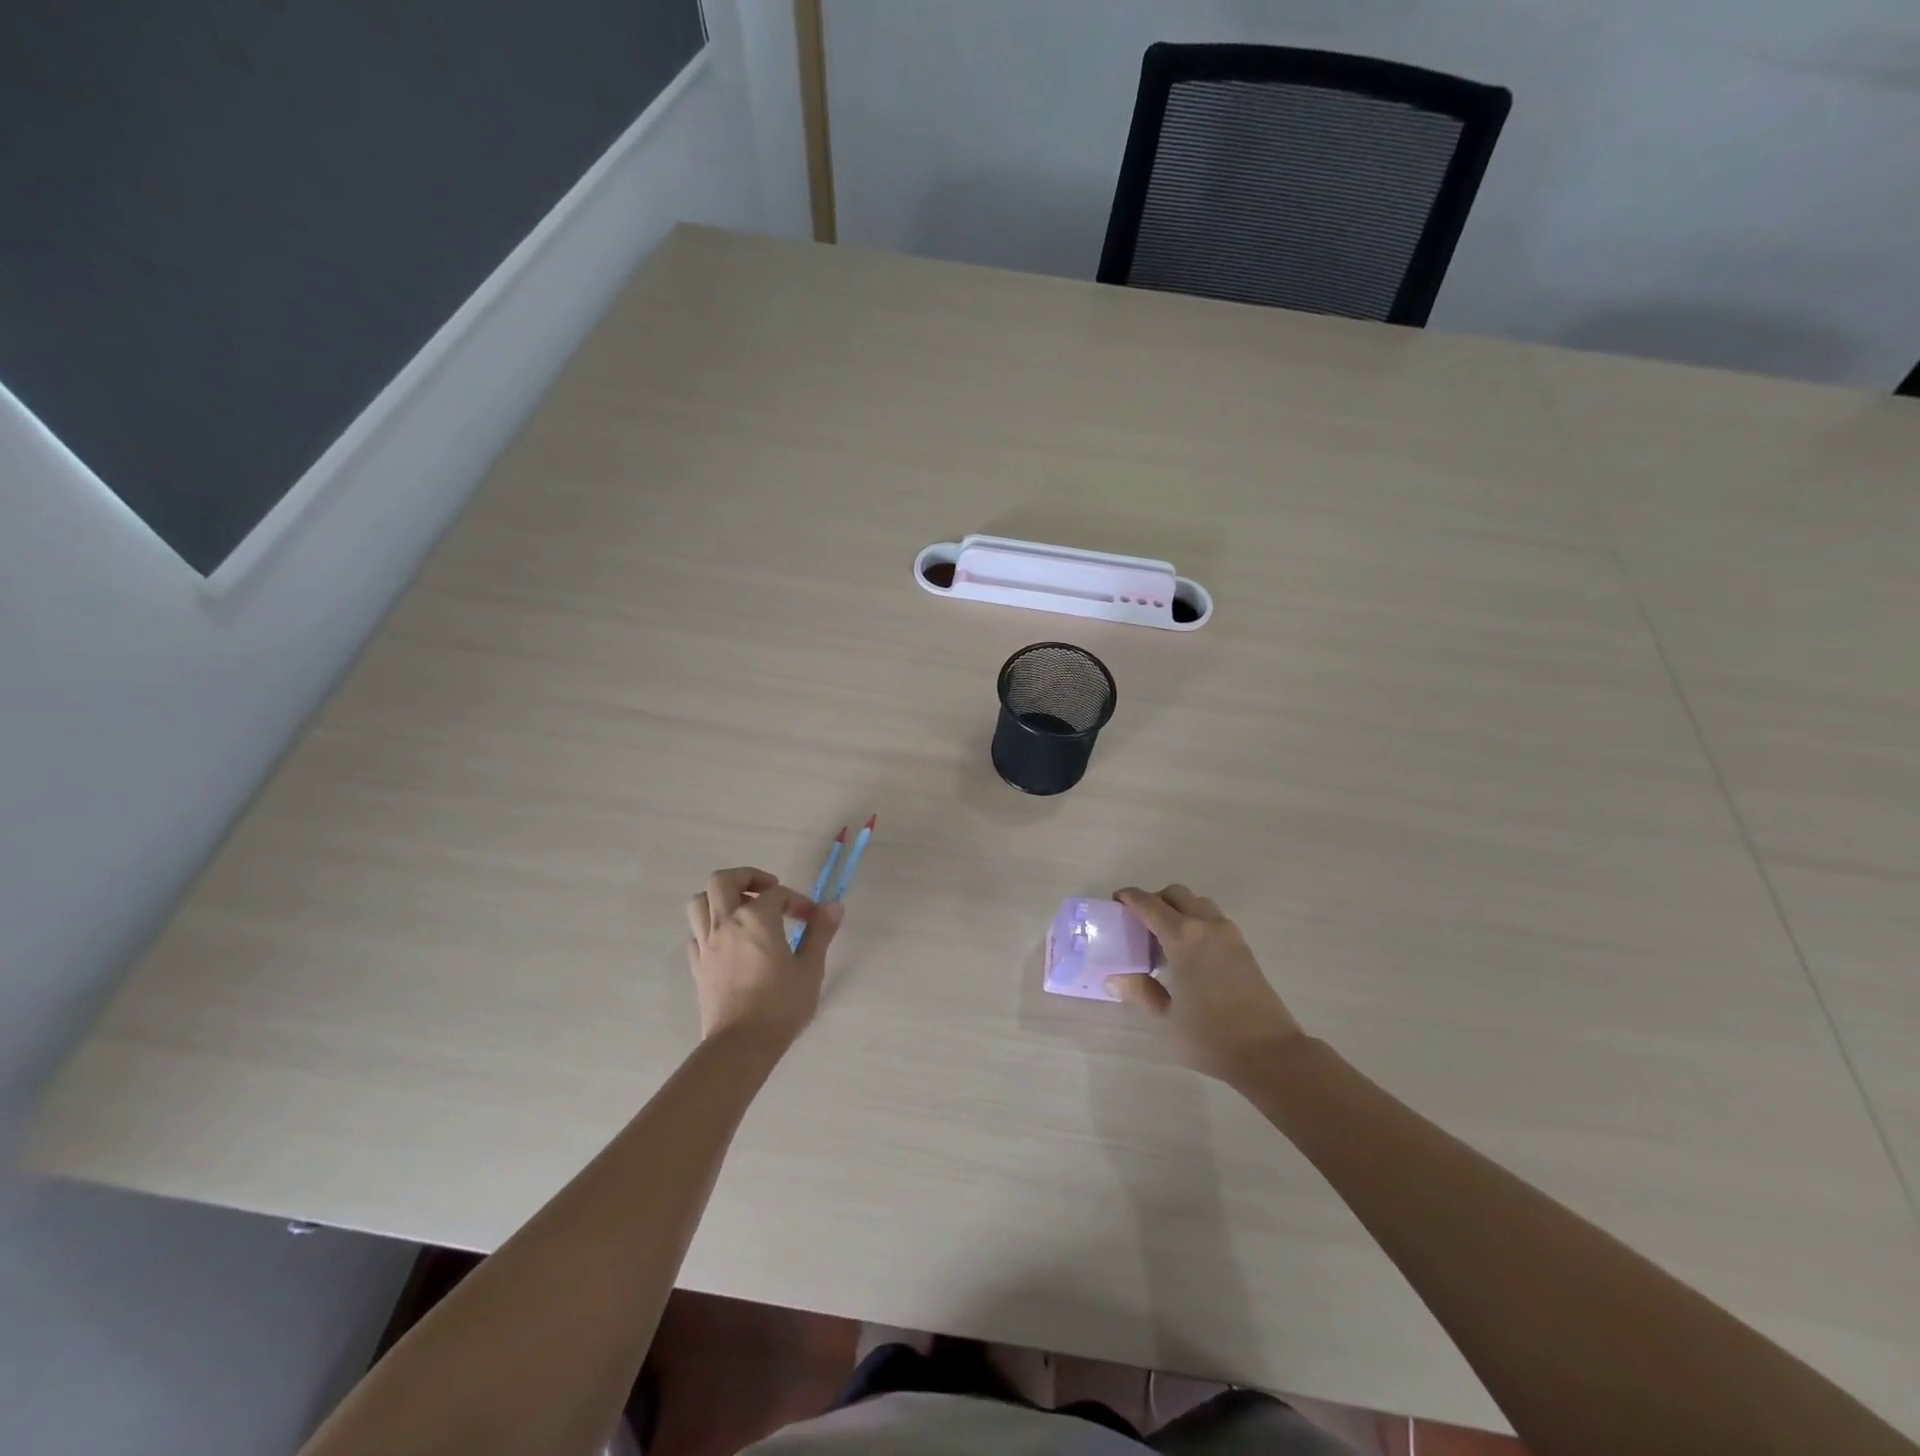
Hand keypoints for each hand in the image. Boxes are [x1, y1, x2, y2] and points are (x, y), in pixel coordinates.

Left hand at [685, 868, 841, 1046]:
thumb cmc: (781, 1005)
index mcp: (757, 919)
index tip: (811, 918)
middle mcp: (726, 923)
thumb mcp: (810, 968)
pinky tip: (728, 941)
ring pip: (700, 902)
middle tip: (767, 890)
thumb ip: (820, 932)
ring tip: (742, 910)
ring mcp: (707, 944)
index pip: (776, 894)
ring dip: (719, 898)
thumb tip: (833, 905)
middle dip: (746, 877)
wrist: (741, 1045)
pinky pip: (696, 933)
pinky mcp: (697, 965)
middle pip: (722, 881)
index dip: (797, 901)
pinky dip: (710, 927)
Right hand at [1106, 885, 1303, 1085]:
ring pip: (1198, 902)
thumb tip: (1115, 977)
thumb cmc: (1211, 1036)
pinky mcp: (1243, 947)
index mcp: (1182, 937)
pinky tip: (1189, 952)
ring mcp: (1229, 934)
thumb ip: (1140, 992)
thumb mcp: (1165, 1019)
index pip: (1149, 904)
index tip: (1115, 901)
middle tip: (1138, 922)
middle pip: (1176, 893)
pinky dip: (1196, 920)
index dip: (1129, 897)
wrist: (1270, 1053)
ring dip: (1178, 908)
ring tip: (1165, 937)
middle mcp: (1206, 925)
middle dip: (1154, 899)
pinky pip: (1213, 918)